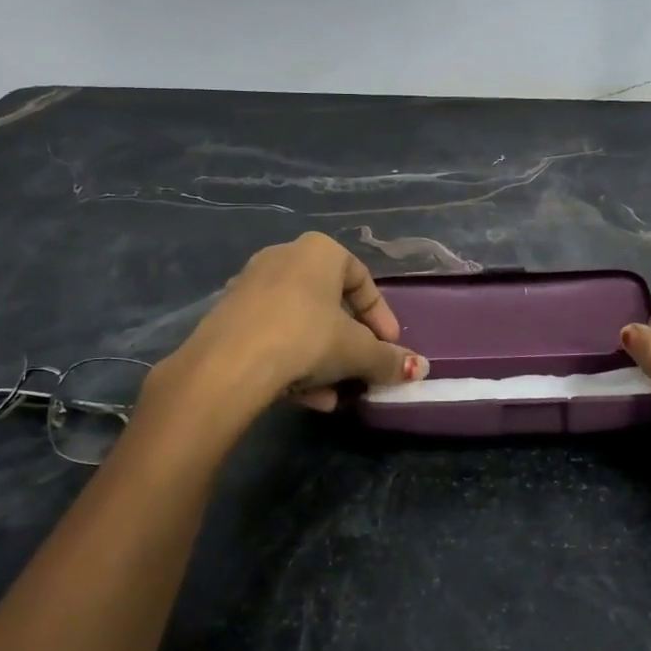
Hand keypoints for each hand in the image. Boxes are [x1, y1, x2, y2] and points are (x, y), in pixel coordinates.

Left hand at [166, 233, 428, 412]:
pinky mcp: (227, 317)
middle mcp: (283, 258)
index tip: (390, 346)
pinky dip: (292, 362)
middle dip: (349, 343)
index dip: (381, 316)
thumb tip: (422, 369)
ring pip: (300, 324)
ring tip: (335, 395)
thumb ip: (389, 359)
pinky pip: (272, 336)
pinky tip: (305, 398)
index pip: (362, 279)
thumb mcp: (357, 351)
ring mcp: (250, 286)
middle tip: (361, 370)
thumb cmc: (306, 338)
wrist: (228, 364)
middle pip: (329, 304)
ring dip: (322, 360)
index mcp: (319, 251)